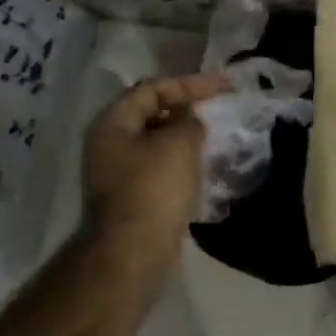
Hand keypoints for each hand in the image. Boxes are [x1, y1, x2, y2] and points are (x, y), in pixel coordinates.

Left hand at [82, 72, 229, 285]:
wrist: (133, 252)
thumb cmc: (153, 189)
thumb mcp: (178, 144)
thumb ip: (189, 121)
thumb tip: (192, 120)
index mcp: (113, 123)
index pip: (154, 88)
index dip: (191, 83)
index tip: (225, 86)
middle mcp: (110, 143)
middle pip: (152, 112)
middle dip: (187, 107)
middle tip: (219, 106)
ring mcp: (119, 172)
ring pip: (158, 140)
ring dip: (186, 134)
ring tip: (216, 133)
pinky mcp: (132, 195)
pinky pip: (161, 165)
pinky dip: (183, 159)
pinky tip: (205, 163)